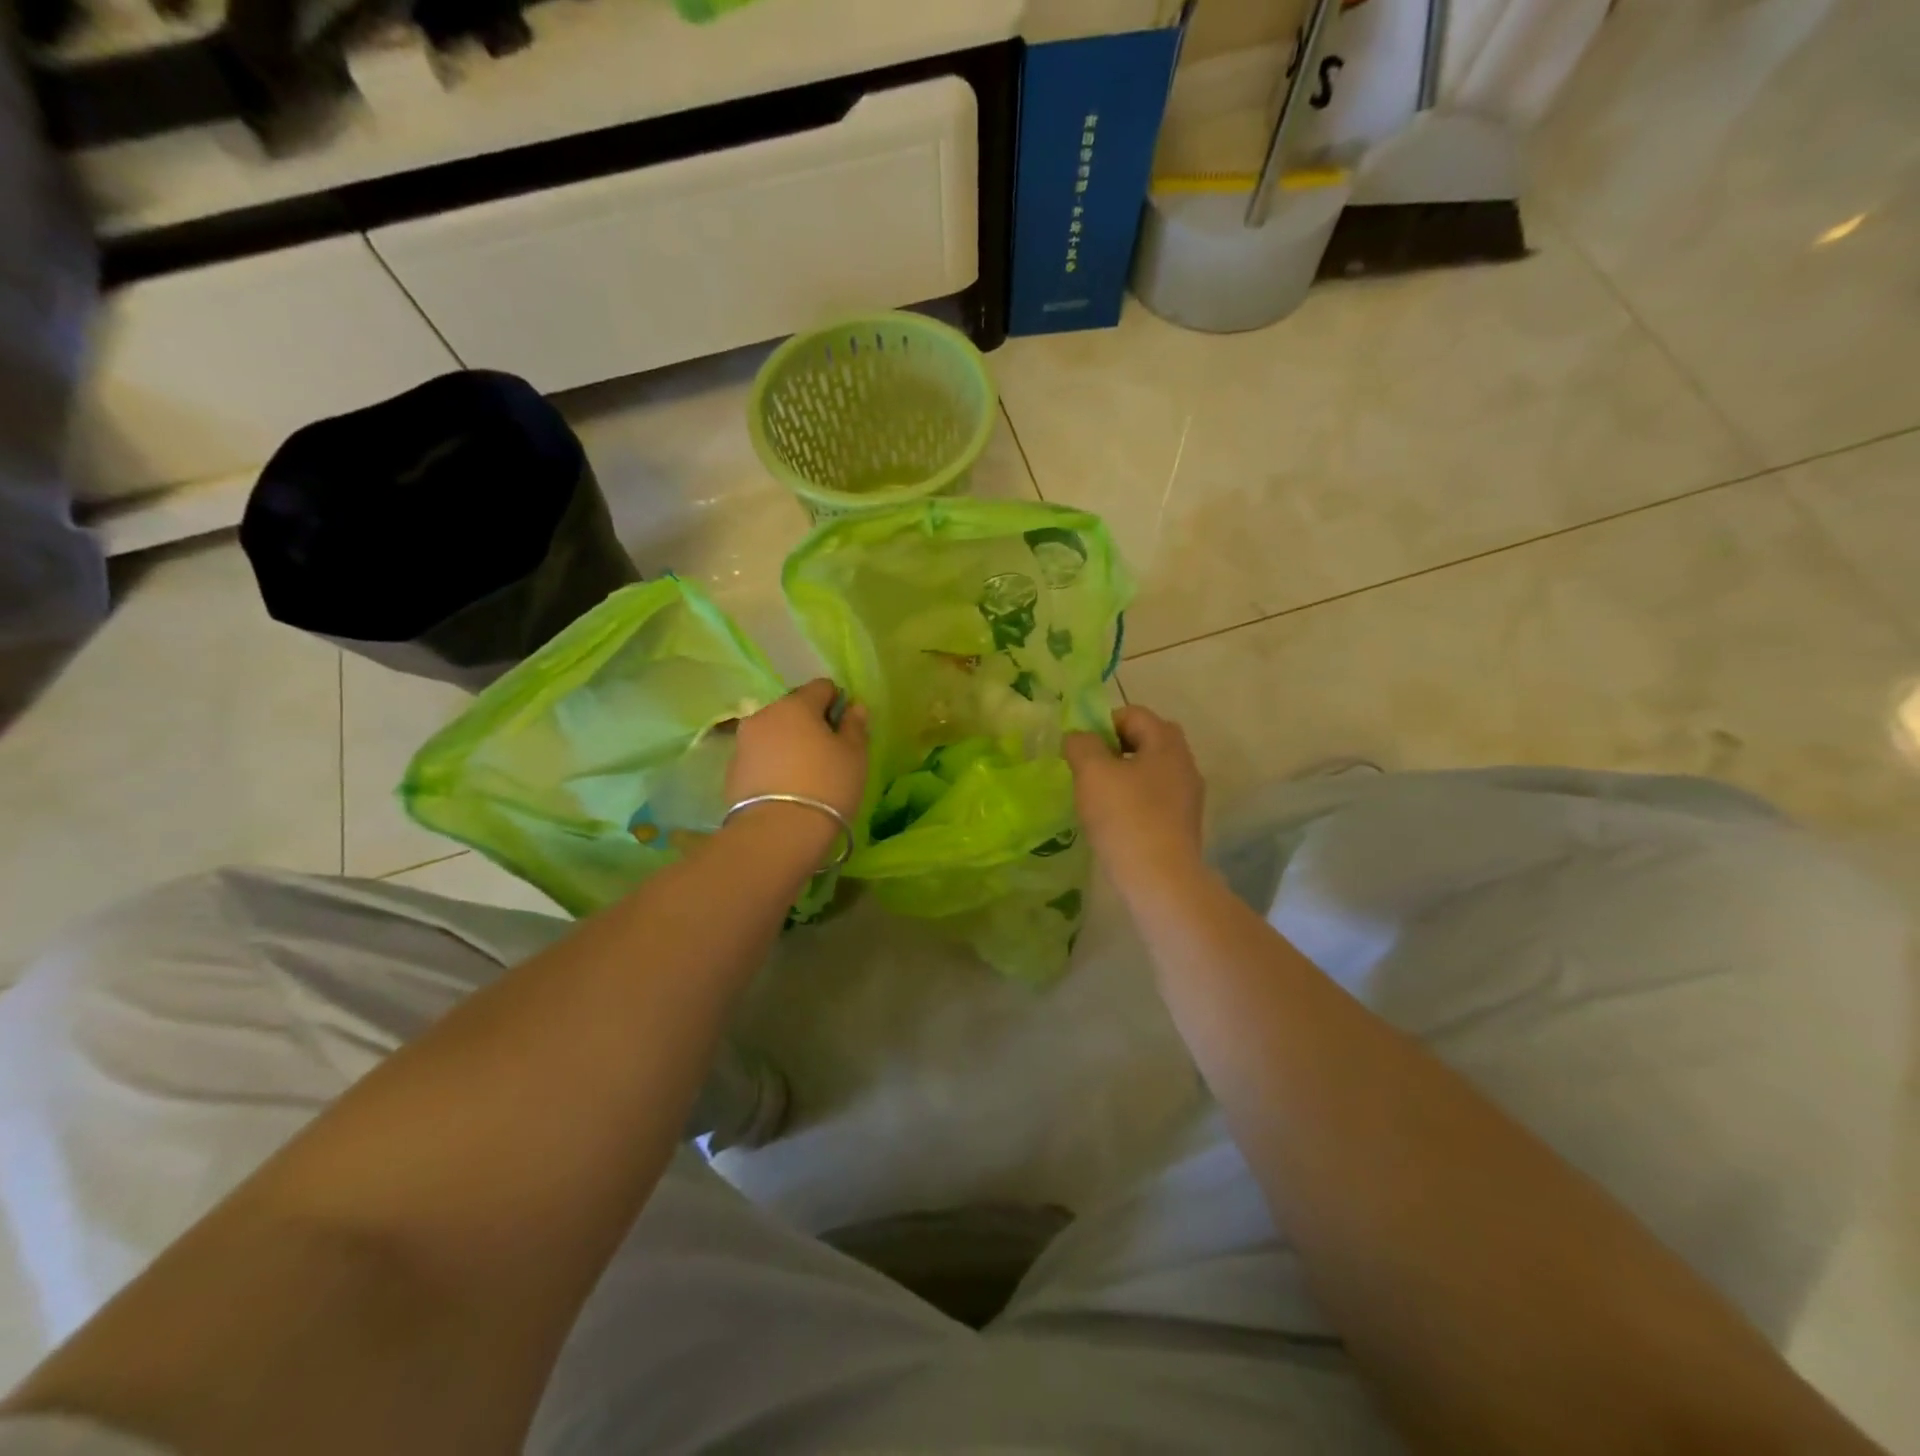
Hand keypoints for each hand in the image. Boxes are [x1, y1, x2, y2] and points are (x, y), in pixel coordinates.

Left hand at [724, 679, 869, 842]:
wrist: (776, 834)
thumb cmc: (826, 787)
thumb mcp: (854, 756)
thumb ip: (855, 726)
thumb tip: (855, 706)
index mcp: (796, 704)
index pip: (822, 687)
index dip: (838, 703)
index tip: (847, 730)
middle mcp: (764, 714)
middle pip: (794, 708)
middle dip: (811, 723)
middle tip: (828, 754)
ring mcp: (743, 742)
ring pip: (775, 732)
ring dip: (790, 743)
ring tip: (806, 774)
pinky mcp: (732, 769)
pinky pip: (760, 756)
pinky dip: (774, 763)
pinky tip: (786, 788)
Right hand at [1063, 705, 1205, 887]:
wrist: (1160, 879)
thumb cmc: (1126, 816)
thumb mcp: (1092, 772)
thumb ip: (1081, 745)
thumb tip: (1078, 737)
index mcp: (1167, 743)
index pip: (1134, 714)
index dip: (1102, 723)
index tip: (1081, 748)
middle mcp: (1184, 764)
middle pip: (1146, 740)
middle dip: (1115, 748)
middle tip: (1089, 769)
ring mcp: (1187, 796)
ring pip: (1150, 771)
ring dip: (1123, 776)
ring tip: (1097, 797)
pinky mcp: (1182, 824)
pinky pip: (1154, 798)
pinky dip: (1134, 800)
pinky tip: (1115, 821)